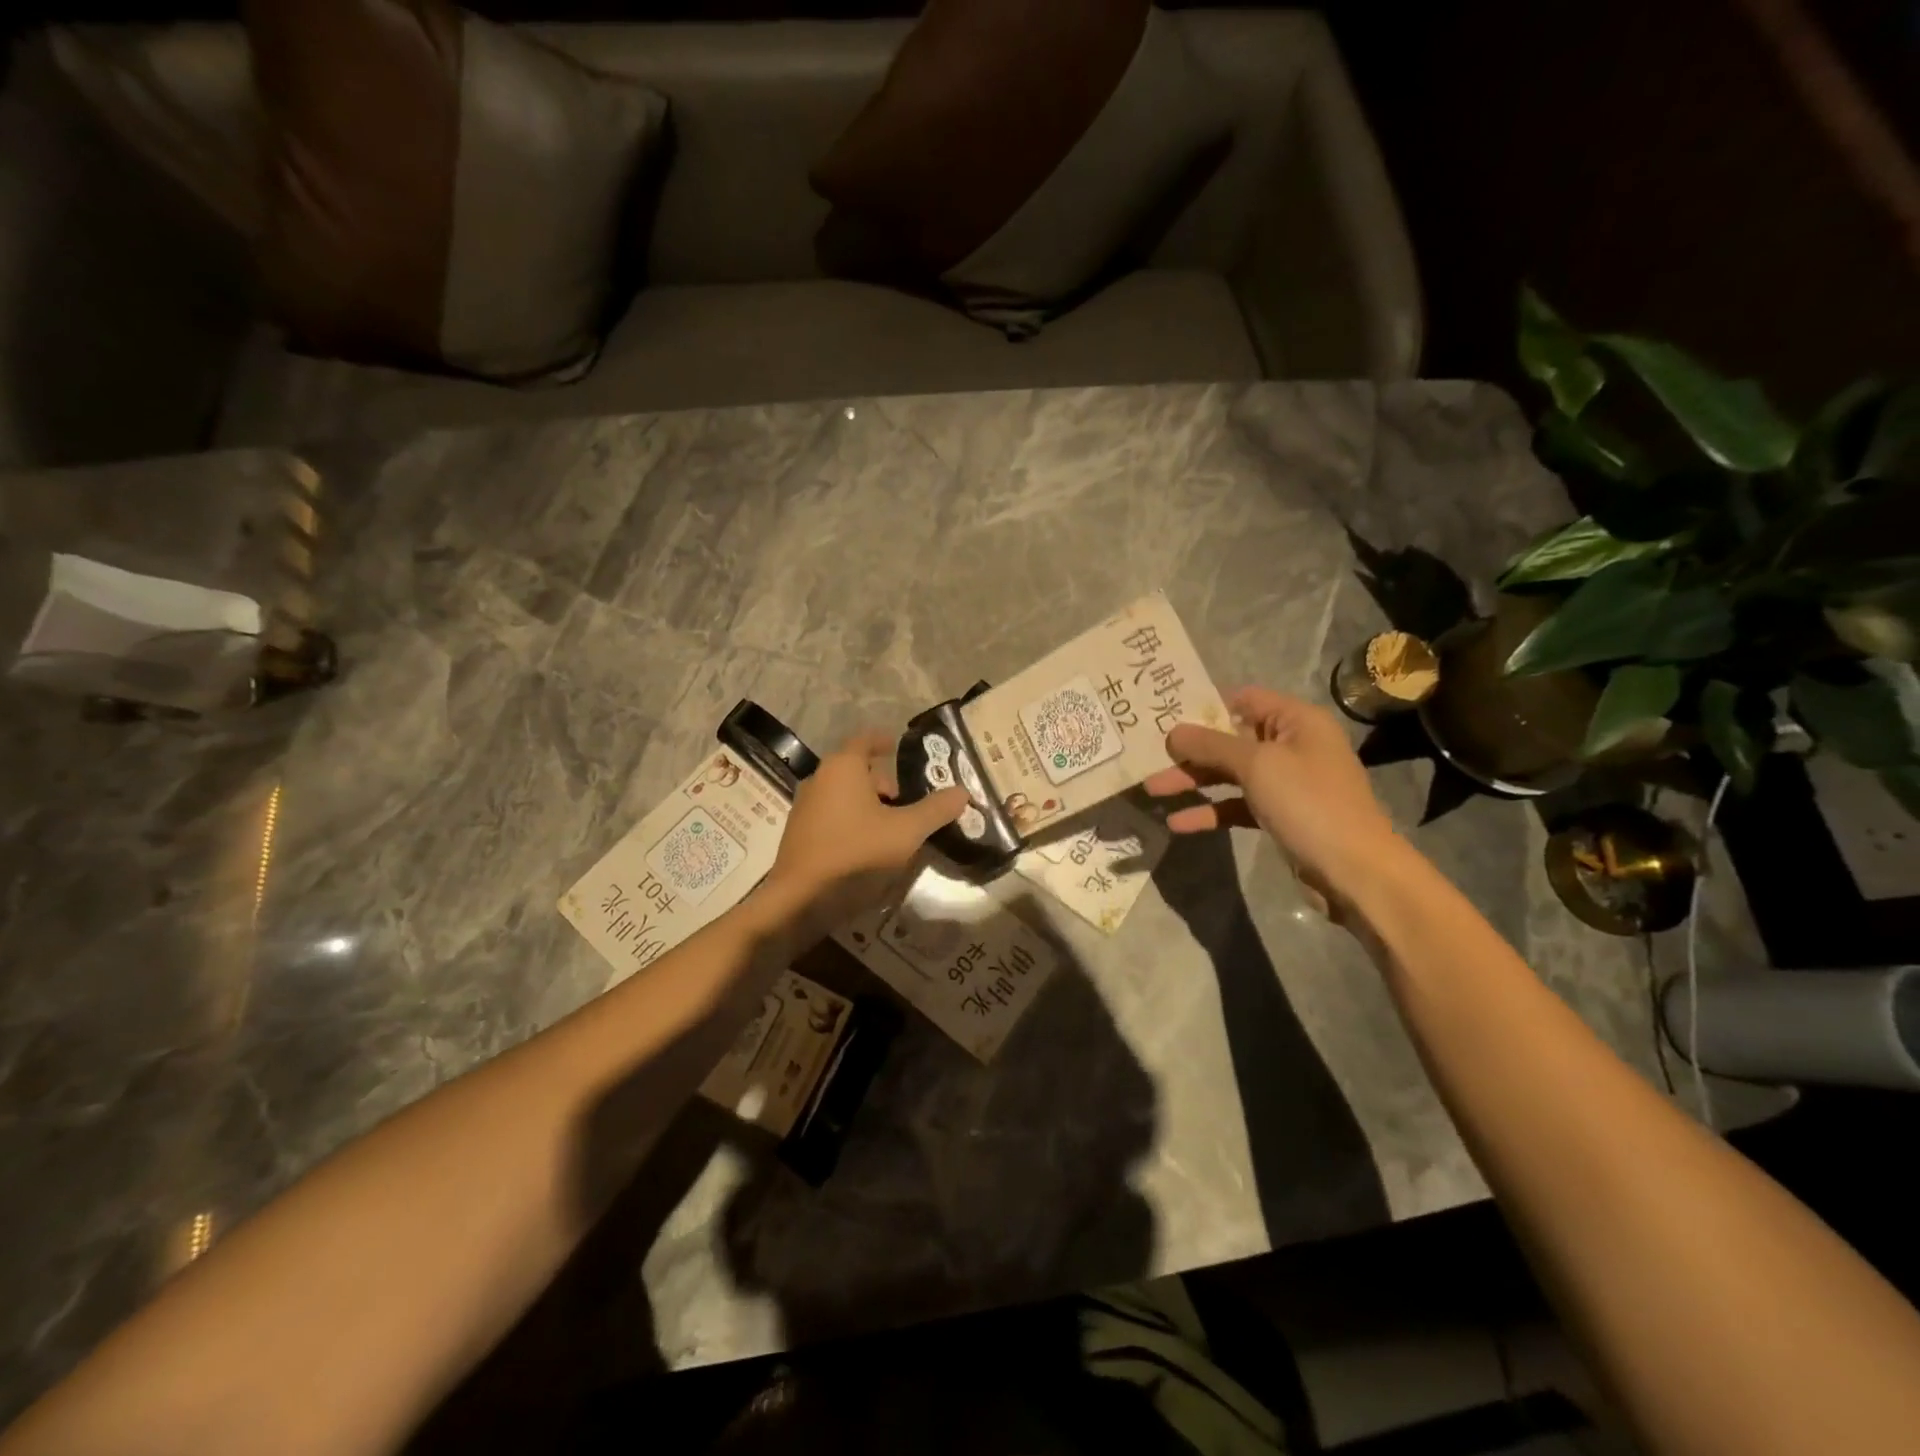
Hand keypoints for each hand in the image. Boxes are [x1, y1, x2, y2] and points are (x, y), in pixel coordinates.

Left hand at [762, 731, 969, 933]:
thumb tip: (962, 791)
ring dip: (868, 804)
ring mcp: (805, 806)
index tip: (899, 746)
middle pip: (856, 769)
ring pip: (844, 794)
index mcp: (843, 767)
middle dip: (883, 781)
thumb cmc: (857, 854)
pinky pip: (832, 815)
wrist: (801, 900)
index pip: (866, 740)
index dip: (884, 741)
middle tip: (906, 802)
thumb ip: (936, 810)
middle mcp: (819, 778)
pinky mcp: (799, 833)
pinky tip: (867, 847)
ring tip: (892, 828)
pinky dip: (852, 820)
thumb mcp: (906, 832)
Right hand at [1144, 688, 1399, 905]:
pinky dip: (1210, 811)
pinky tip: (1178, 823)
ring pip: (1230, 774)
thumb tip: (1173, 732)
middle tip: (1149, 757)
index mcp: (1296, 721)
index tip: (1165, 716)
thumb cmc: (1309, 803)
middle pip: (1231, 740)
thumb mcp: (1257, 765)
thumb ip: (1211, 745)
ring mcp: (1286, 783)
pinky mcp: (1279, 816)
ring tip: (1152, 790)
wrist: (1355, 871)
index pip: (1243, 700)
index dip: (1205, 706)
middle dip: (1190, 751)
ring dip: (1193, 782)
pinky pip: (1237, 805)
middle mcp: (1292, 745)